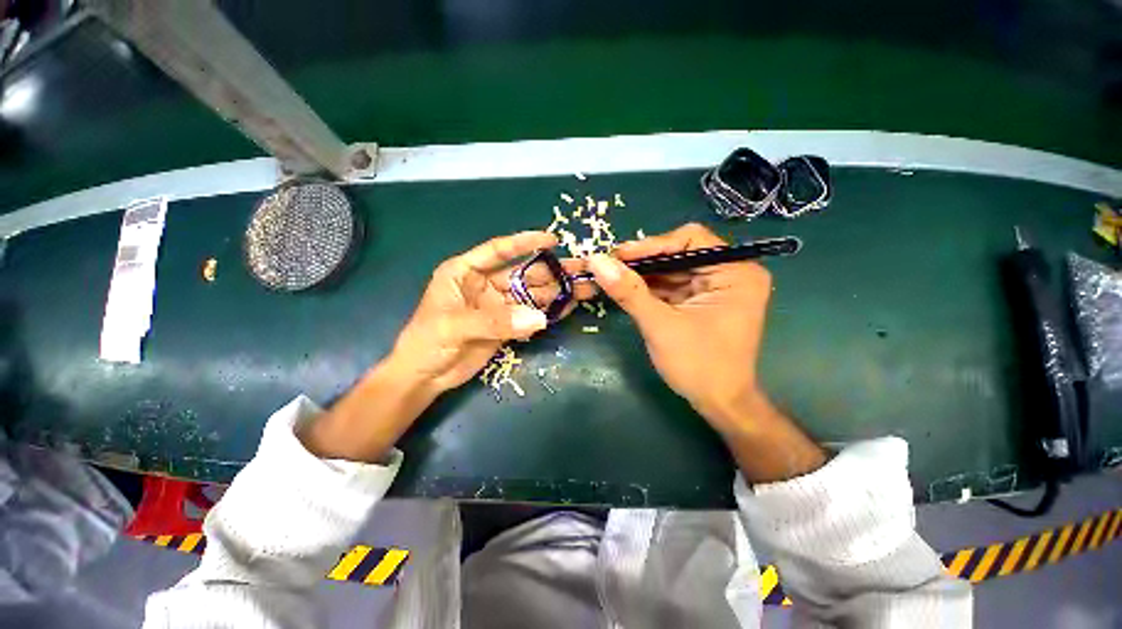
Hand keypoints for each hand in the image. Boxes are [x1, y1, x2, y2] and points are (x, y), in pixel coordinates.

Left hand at [303, 230, 589, 461]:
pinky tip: (568, 307)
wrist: (425, 376)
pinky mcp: (506, 325)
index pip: (498, 250)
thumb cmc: (427, 342)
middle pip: (523, 274)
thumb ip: (495, 321)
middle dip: (552, 271)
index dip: (524, 243)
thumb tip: (538, 319)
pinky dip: (548, 312)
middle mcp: (485, 284)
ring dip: (556, 292)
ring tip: (584, 289)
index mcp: (465, 272)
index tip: (552, 240)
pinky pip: (530, 315)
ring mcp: (498, 305)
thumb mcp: (455, 326)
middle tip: (582, 269)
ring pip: (531, 295)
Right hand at [586, 223, 824, 481]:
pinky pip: (672, 285)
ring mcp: (716, 287)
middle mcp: (730, 273)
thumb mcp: (660, 325)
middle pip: (680, 252)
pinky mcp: (702, 301)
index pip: (691, 239)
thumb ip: (629, 291)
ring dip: (643, 274)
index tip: (618, 255)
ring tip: (612, 276)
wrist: (719, 404)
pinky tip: (626, 289)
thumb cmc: (698, 365)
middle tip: (610, 266)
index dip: (652, 244)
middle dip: (644, 261)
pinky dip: (649, 288)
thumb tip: (596, 261)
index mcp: (736, 272)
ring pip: (672, 269)